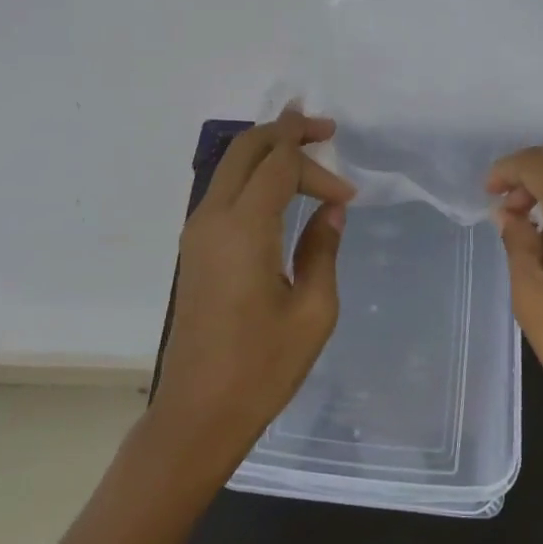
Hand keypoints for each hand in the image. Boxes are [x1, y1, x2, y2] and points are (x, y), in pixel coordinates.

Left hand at [151, 108, 355, 475]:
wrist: (198, 413)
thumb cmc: (262, 367)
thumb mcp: (313, 310)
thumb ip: (323, 248)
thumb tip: (331, 210)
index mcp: (244, 229)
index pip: (280, 165)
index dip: (316, 163)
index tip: (348, 191)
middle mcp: (212, 218)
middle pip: (246, 149)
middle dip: (285, 131)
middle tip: (325, 130)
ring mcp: (196, 232)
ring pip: (230, 166)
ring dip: (267, 153)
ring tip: (308, 156)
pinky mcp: (194, 249)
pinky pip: (223, 191)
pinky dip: (252, 177)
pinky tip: (281, 192)